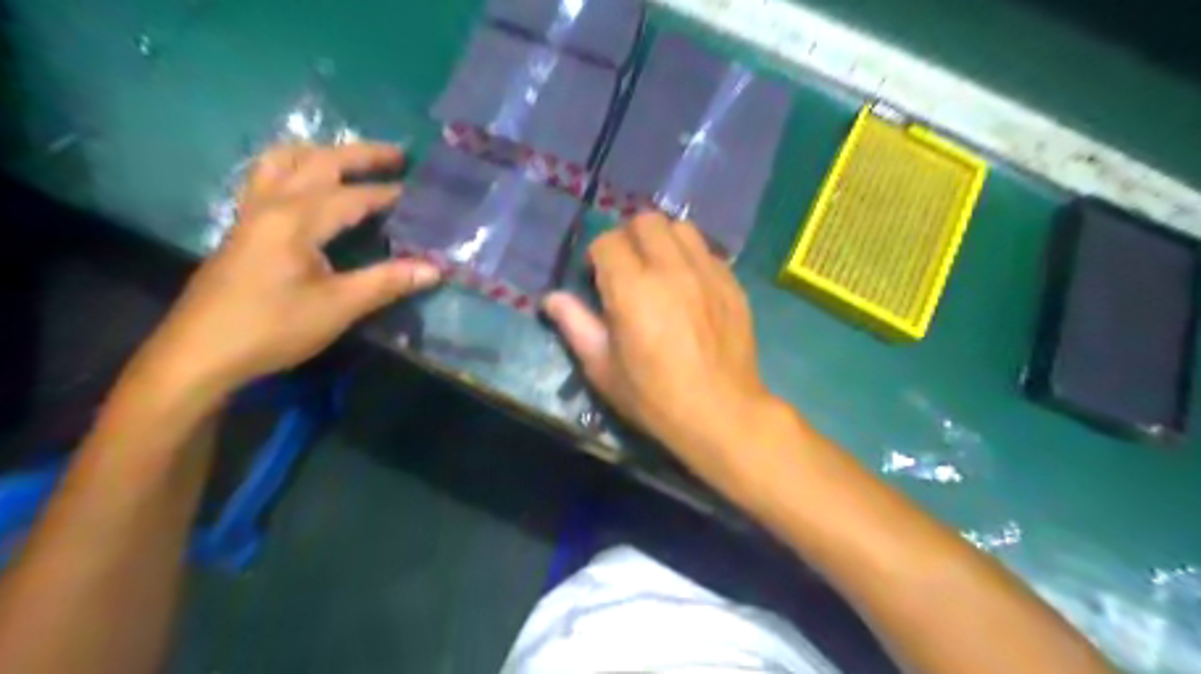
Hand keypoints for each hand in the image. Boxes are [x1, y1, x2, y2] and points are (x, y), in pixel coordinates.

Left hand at [141, 142, 439, 394]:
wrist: (201, 354)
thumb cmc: (273, 328)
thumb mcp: (338, 307)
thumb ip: (387, 282)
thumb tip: (436, 269)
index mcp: (296, 220)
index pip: (352, 196)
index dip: (388, 194)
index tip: (421, 193)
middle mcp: (271, 204)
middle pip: (317, 162)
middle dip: (360, 154)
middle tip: (398, 155)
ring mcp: (250, 214)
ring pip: (282, 161)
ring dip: (320, 153)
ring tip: (348, 160)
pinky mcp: (241, 229)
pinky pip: (266, 178)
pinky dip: (293, 168)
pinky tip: (306, 187)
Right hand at [546, 214, 788, 480]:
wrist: (721, 413)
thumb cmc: (654, 396)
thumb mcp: (603, 368)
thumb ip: (575, 326)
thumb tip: (551, 299)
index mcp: (633, 289)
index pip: (608, 242)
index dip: (596, 257)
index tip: (596, 279)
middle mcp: (671, 269)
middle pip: (645, 222)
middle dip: (628, 238)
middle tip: (627, 269)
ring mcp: (707, 273)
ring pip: (681, 228)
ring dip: (663, 241)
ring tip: (659, 270)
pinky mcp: (732, 283)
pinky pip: (707, 251)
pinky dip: (691, 258)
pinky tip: (689, 287)